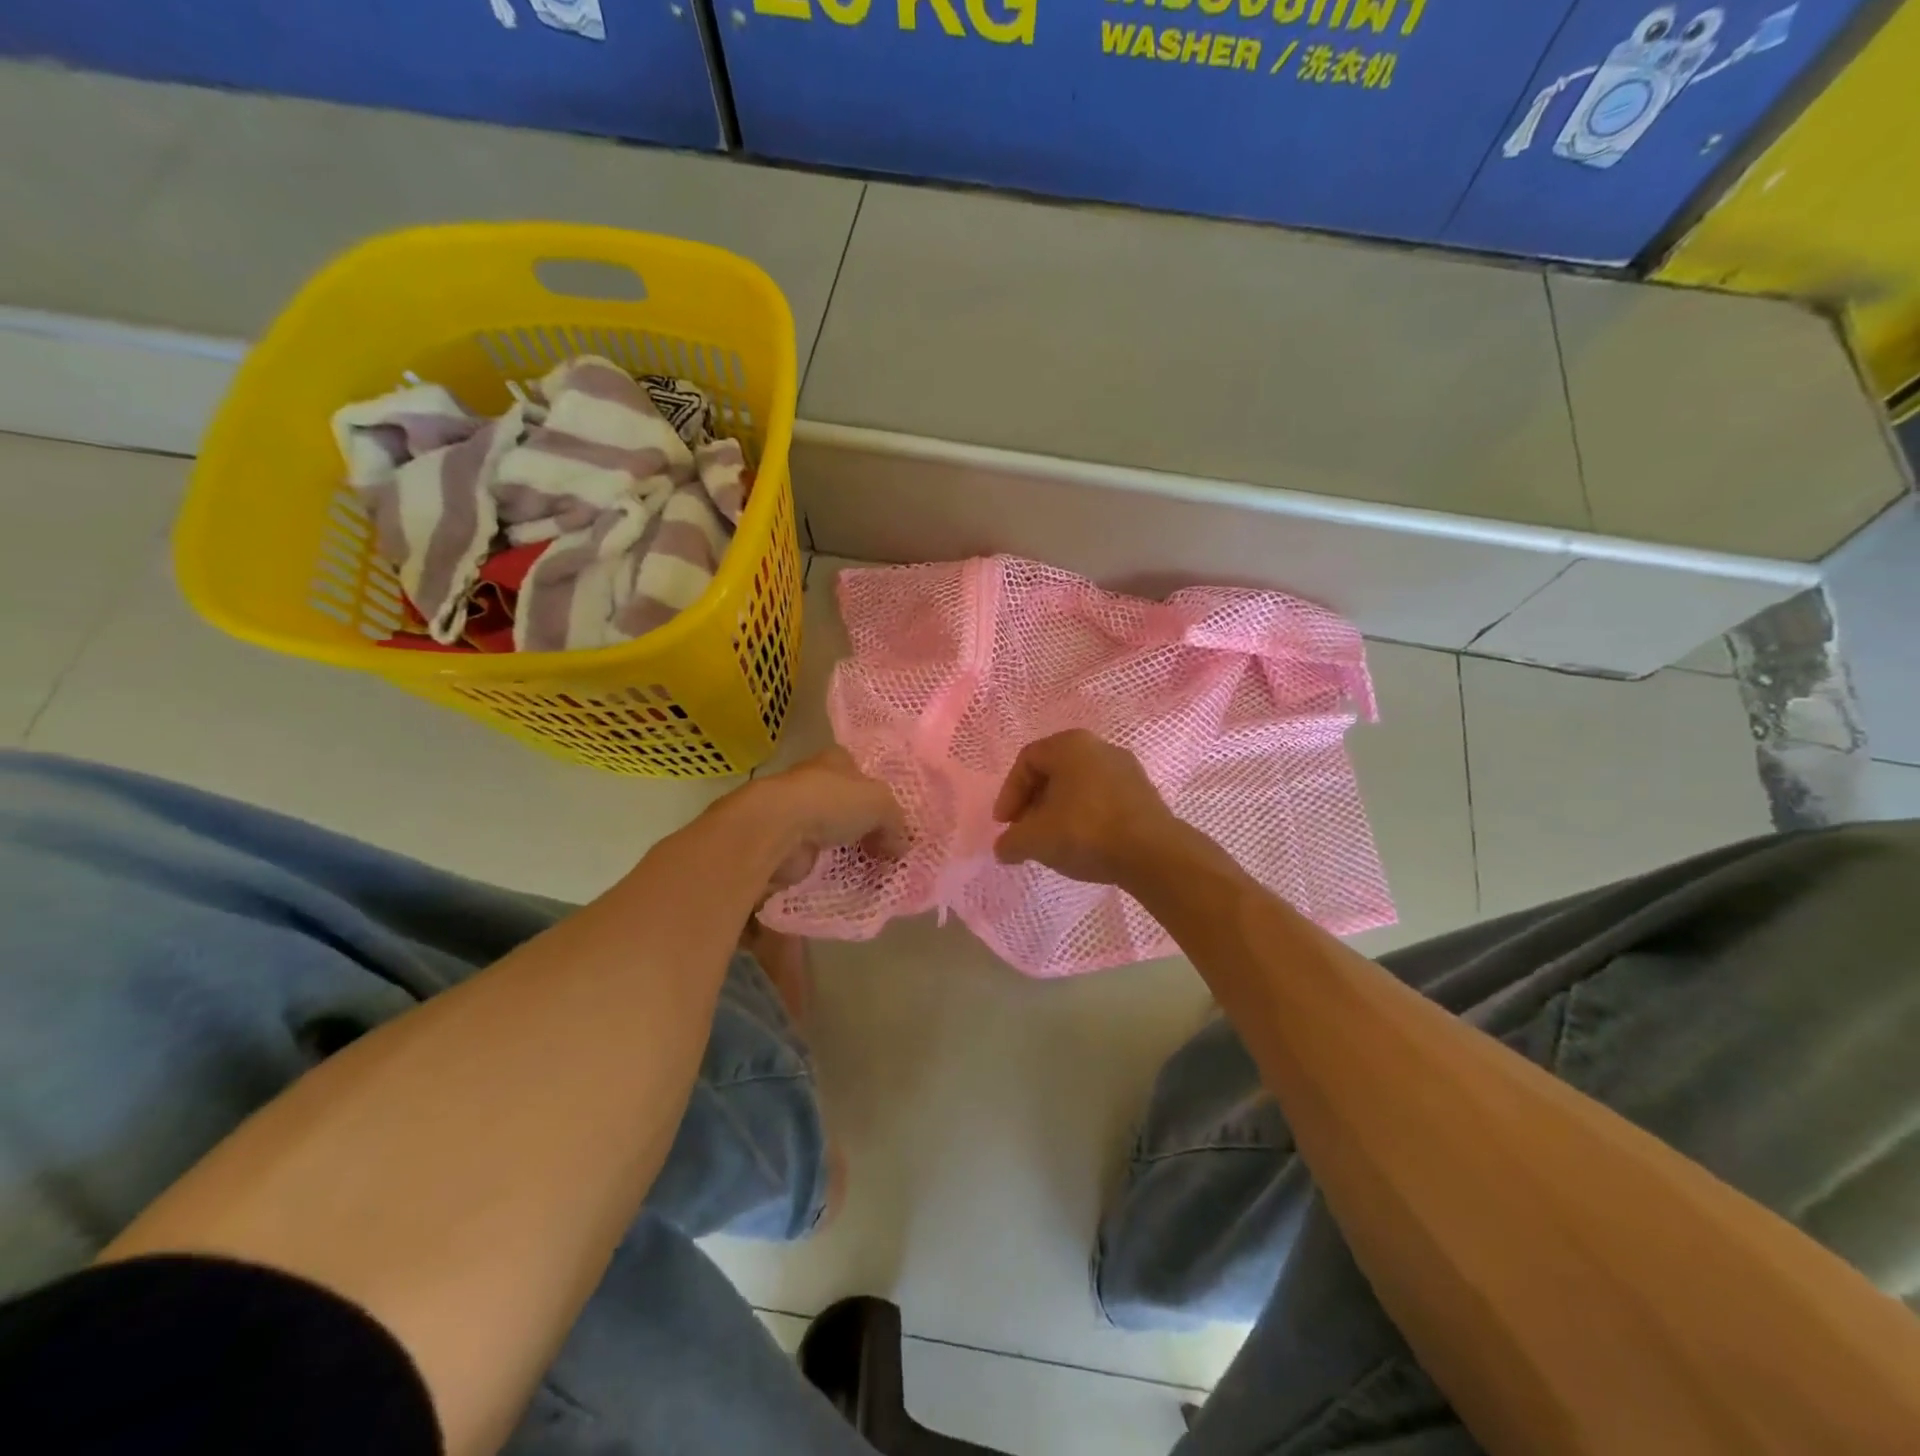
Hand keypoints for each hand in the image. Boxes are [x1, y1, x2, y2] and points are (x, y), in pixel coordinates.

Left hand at [753, 748, 906, 890]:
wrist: (778, 829)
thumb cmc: (831, 801)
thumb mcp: (880, 804)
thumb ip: (896, 823)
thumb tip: (902, 846)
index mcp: (836, 760)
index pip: (860, 771)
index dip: (877, 791)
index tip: (893, 816)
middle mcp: (815, 782)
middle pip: (847, 804)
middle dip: (866, 825)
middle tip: (890, 849)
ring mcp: (798, 814)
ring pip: (832, 832)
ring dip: (848, 849)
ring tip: (875, 869)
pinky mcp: (788, 844)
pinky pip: (818, 857)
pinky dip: (832, 867)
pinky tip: (850, 879)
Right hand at [992, 730, 1179, 886]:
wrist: (1152, 853)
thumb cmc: (1085, 831)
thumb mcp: (1035, 840)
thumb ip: (1011, 842)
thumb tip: (1004, 849)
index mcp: (1070, 744)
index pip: (1027, 761)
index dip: (1009, 793)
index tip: (1005, 825)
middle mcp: (1100, 746)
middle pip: (1054, 772)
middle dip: (1033, 803)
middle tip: (1025, 831)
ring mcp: (1126, 769)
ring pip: (1079, 786)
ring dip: (1059, 811)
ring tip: (1052, 841)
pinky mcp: (1144, 793)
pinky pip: (1102, 799)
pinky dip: (1085, 817)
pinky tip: (1082, 843)